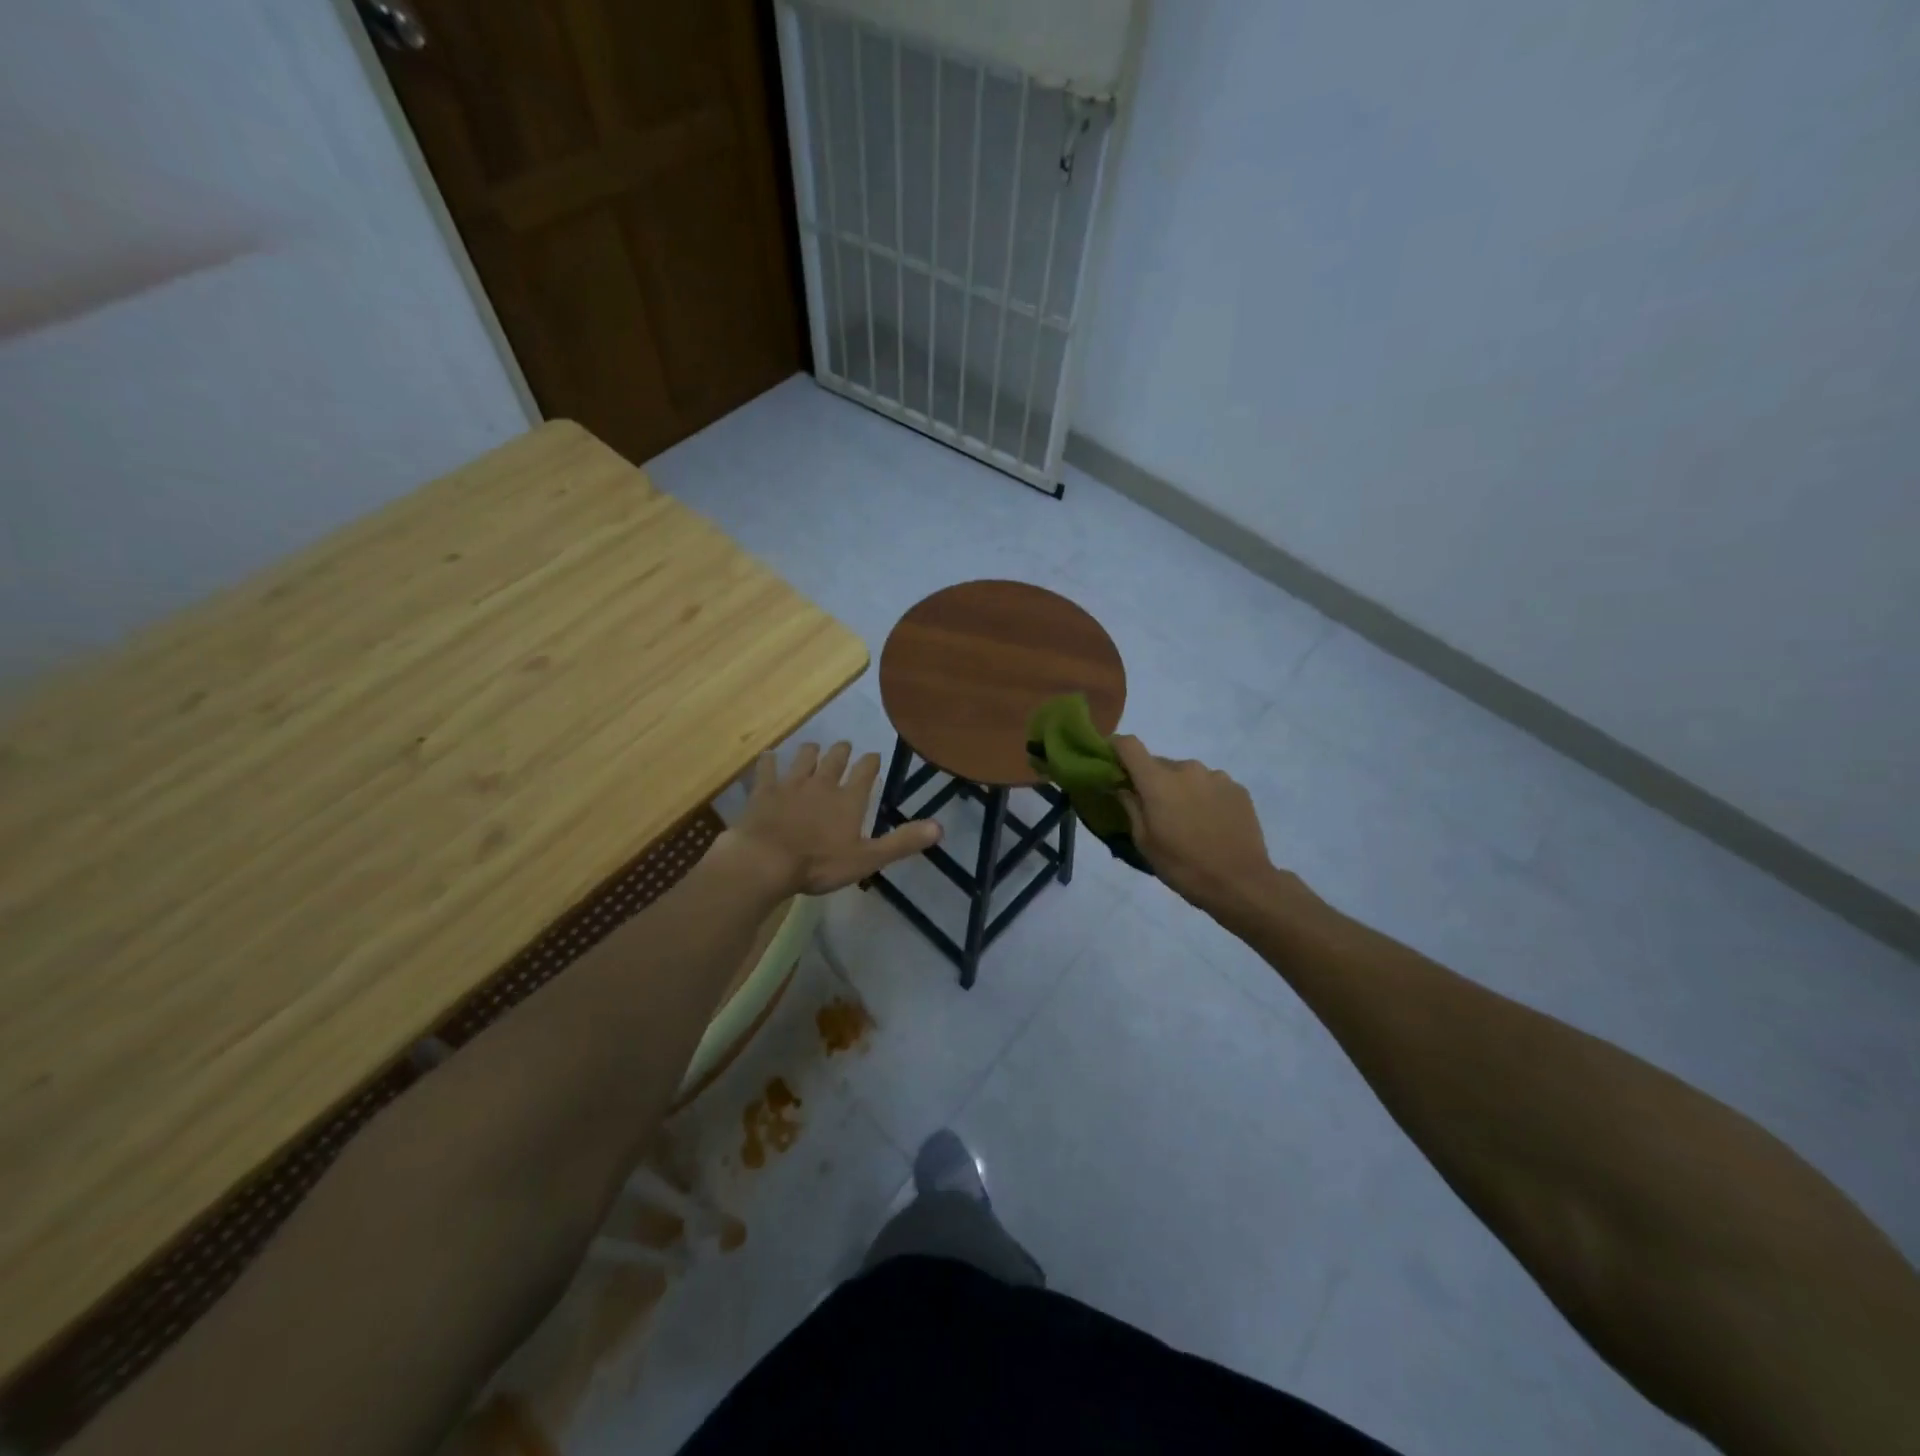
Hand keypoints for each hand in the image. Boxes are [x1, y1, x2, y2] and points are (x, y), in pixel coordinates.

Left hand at [722, 741, 940, 896]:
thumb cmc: (819, 864)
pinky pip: (766, 769)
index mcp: (848, 799)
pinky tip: (768, 757)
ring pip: (803, 759)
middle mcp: (822, 784)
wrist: (766, 861)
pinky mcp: (763, 791)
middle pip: (835, 759)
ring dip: (810, 751)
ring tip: (813, 747)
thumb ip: (901, 842)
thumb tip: (939, 827)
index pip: (865, 772)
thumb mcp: (867, 859)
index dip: (871, 762)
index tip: (874, 755)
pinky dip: (768, 762)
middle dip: (842, 751)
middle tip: (845, 745)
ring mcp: (790, 785)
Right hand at [1112, 735, 1280, 916]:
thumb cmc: (1183, 866)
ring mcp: (1216, 776)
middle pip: (1159, 763)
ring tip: (1188, 820)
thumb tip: (1123, 787)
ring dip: (1180, 789)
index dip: (1116, 747)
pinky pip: (1210, 784)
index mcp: (1158, 781)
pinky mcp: (1238, 788)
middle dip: (1152, 780)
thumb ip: (1131, 807)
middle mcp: (1187, 769)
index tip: (1112, 762)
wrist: (1241, 883)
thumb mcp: (1145, 842)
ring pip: (1187, 775)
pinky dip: (1204, 797)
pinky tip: (1211, 823)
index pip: (1129, 745)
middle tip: (1154, 809)